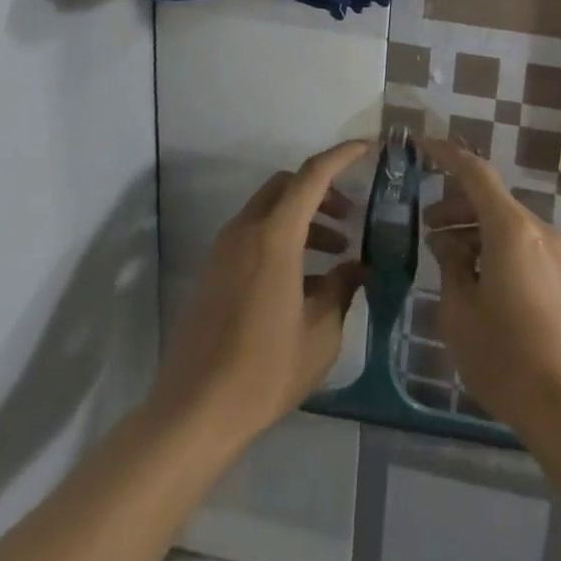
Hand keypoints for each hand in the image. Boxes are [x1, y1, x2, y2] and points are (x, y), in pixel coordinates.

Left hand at [151, 140, 370, 440]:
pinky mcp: (214, 272)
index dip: (342, 156)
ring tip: (334, 254)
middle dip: (322, 190)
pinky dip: (282, 237)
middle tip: (350, 216)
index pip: (312, 175)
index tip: (367, 148)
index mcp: (274, 236)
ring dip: (303, 217)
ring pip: (270, 209)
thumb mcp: (320, 333)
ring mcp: (224, 250)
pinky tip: (303, 280)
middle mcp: (246, 230)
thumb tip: (357, 267)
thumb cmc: (264, 370)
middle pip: (287, 185)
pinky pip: (254, 234)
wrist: (193, 413)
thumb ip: (342, 289)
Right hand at [419, 137, 560, 443]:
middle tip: (426, 225)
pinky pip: (523, 246)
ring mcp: (557, 255)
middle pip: (492, 200)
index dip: (447, 155)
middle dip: (456, 205)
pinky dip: (495, 247)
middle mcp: (538, 231)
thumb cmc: (509, 359)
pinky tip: (477, 279)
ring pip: (508, 224)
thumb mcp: (460, 315)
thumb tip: (453, 246)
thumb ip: (451, 269)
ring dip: (475, 230)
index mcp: (512, 230)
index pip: (475, 173)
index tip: (422, 146)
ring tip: (446, 256)